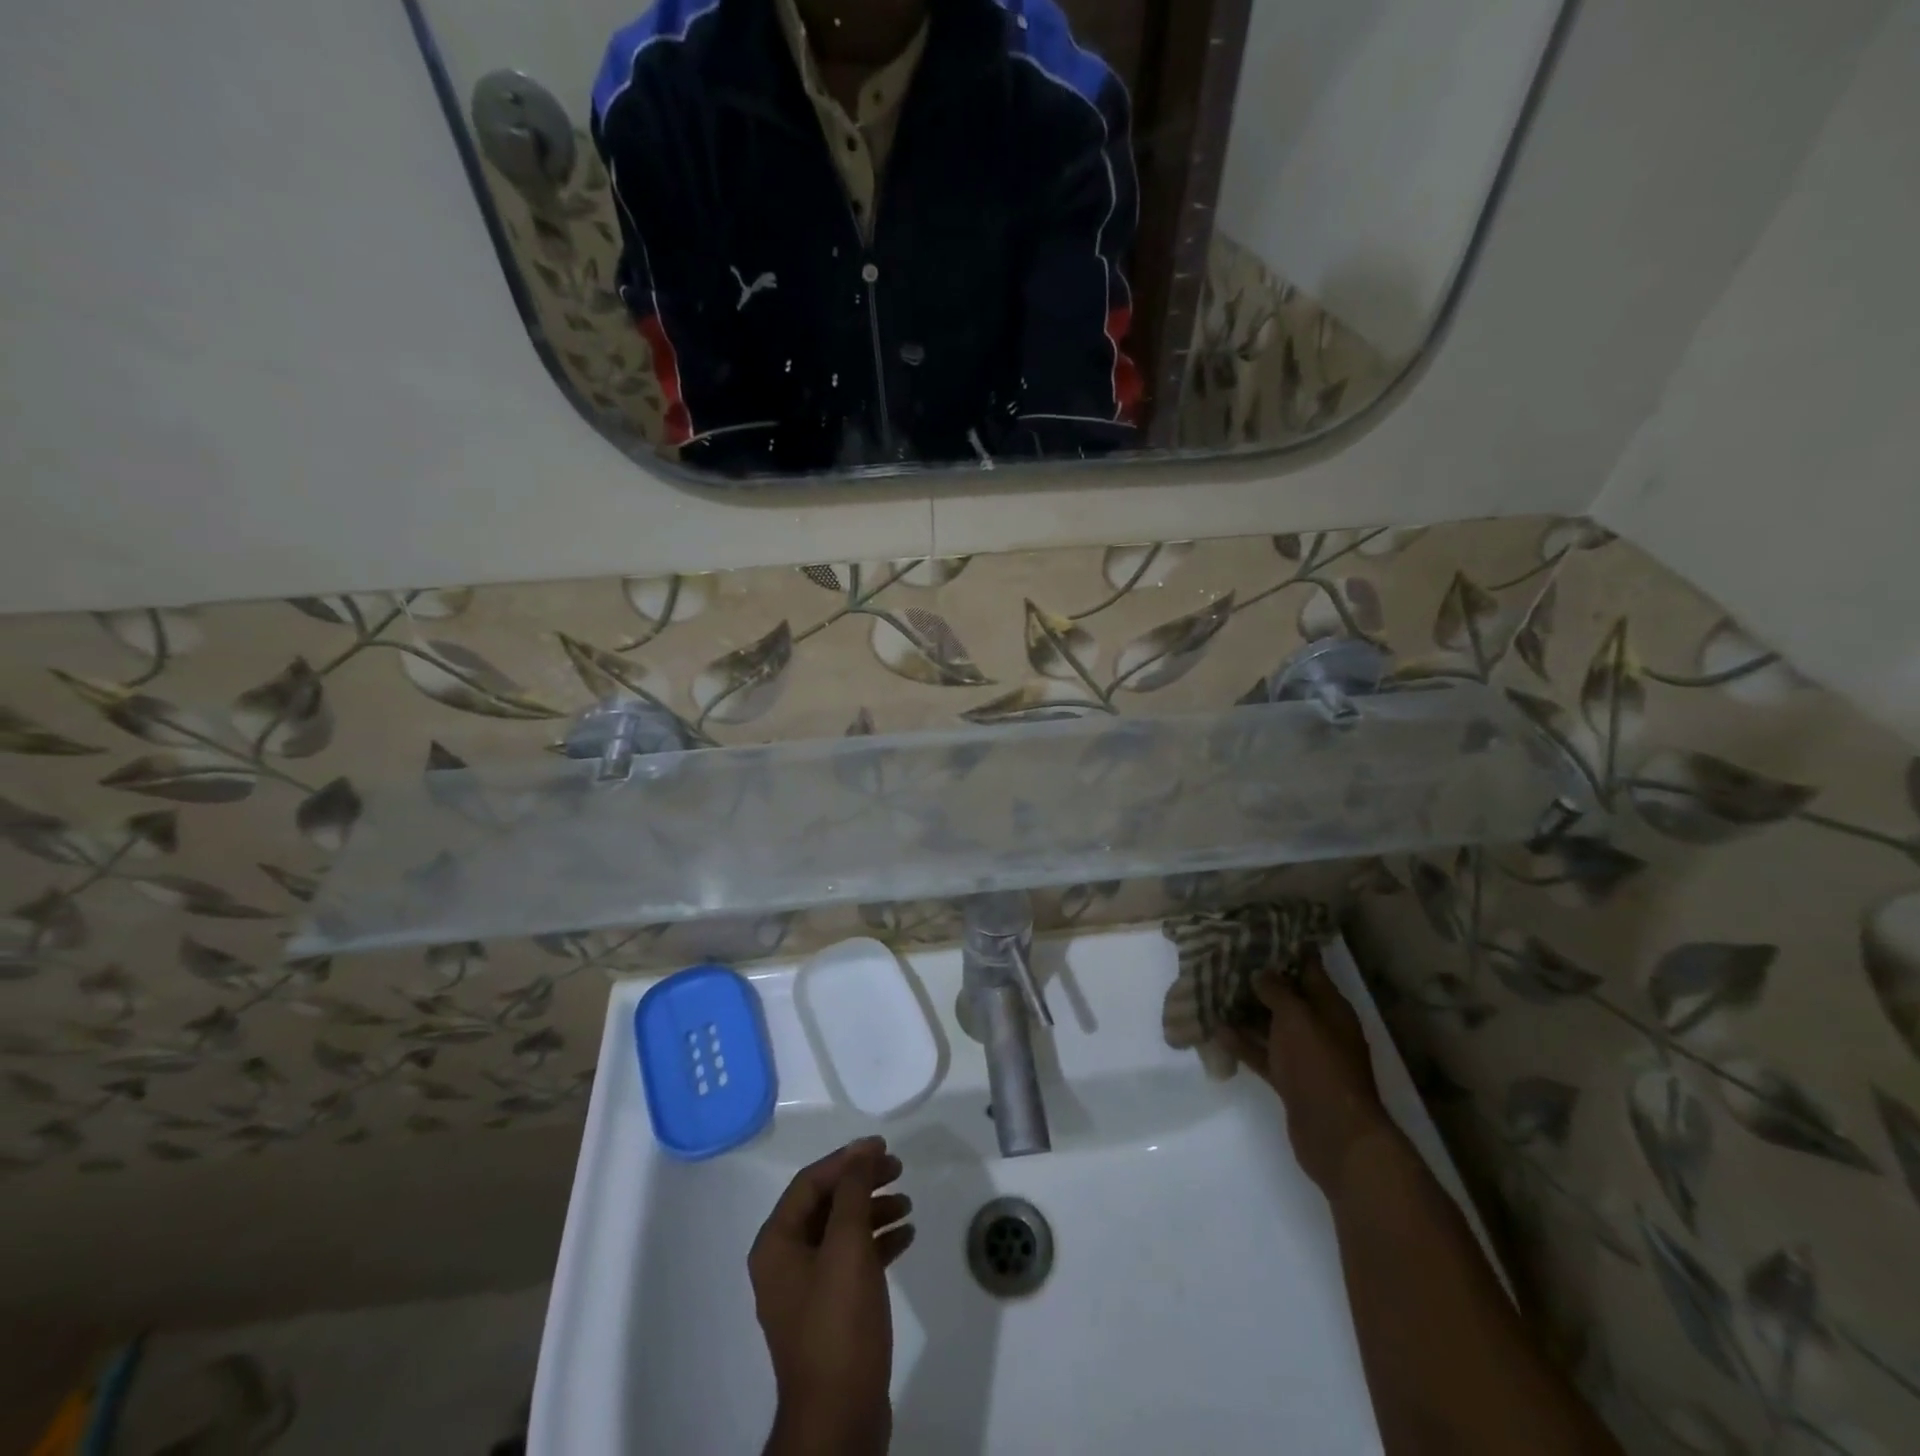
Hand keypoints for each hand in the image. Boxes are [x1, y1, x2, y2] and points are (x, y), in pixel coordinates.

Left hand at [750, 1137, 914, 1455]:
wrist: (839, 1419)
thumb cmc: (838, 1323)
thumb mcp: (847, 1247)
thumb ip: (854, 1191)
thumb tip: (861, 1147)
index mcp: (776, 1244)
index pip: (810, 1182)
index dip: (847, 1159)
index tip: (883, 1147)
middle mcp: (785, 1261)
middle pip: (826, 1204)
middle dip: (862, 1183)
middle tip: (899, 1170)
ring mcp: (807, 1289)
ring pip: (841, 1232)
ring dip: (873, 1211)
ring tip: (908, 1204)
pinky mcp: (830, 1312)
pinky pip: (852, 1262)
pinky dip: (877, 1244)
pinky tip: (906, 1237)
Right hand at [1223, 947, 1399, 1194]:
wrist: (1336, 1135)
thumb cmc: (1320, 1066)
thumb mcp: (1297, 1018)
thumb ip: (1277, 991)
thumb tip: (1261, 972)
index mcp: (1331, 1008)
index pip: (1309, 968)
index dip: (1285, 949)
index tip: (1256, 932)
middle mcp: (1319, 1027)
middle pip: (1287, 996)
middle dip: (1259, 980)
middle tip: (1223, 959)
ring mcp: (1304, 1055)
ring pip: (1271, 1025)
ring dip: (1245, 1011)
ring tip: (1212, 990)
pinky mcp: (1289, 1080)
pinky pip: (1262, 1053)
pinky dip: (1242, 1043)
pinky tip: (1216, 1029)